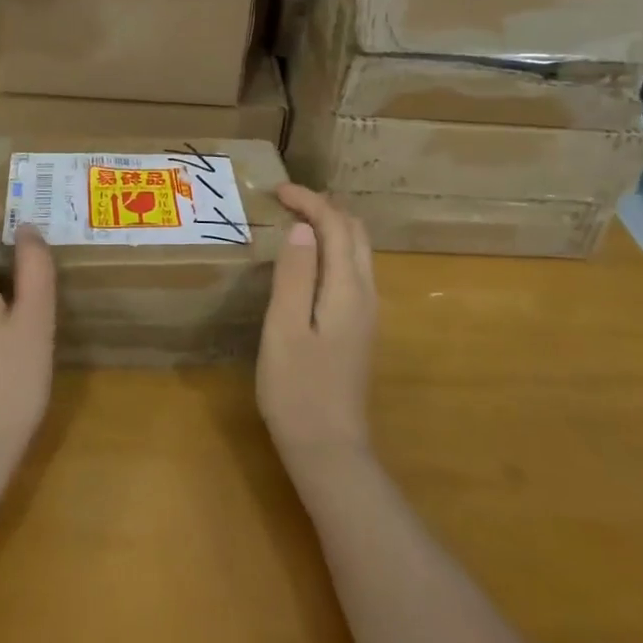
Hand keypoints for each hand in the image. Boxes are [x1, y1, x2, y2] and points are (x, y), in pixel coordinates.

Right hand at [257, 184, 376, 480]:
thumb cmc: (298, 389)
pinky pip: (352, 270)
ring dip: (331, 226)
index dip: (309, 201)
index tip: (276, 191)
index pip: (336, 226)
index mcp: (348, 290)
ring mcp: (366, 313)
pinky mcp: (359, 328)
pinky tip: (309, 259)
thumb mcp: (285, 328)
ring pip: (357, 251)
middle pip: (355, 233)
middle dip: (324, 207)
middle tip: (285, 201)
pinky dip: (333, 248)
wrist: (329, 451)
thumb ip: (295, 274)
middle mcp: (366, 294)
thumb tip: (303, 227)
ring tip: (295, 220)